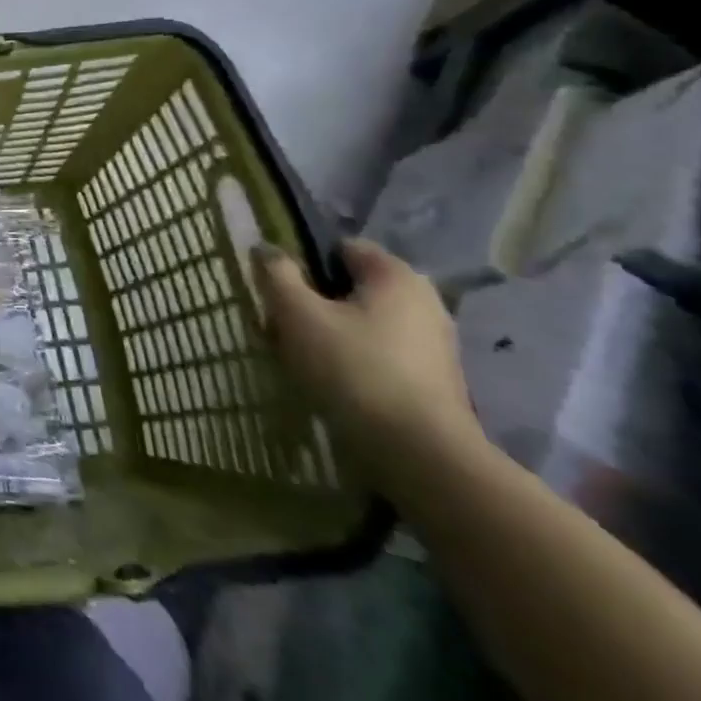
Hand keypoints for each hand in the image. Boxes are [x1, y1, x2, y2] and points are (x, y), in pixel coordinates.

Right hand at [253, 238, 483, 495]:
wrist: (419, 453)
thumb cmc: (352, 368)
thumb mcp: (297, 313)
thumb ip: (277, 274)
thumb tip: (267, 249)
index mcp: (396, 275)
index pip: (341, 248)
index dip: (305, 262)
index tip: (280, 288)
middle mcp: (424, 300)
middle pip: (352, 286)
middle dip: (315, 300)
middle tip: (283, 323)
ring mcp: (434, 342)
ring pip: (364, 321)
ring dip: (331, 330)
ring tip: (301, 355)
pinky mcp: (433, 378)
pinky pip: (380, 351)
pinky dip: (354, 357)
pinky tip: (332, 379)